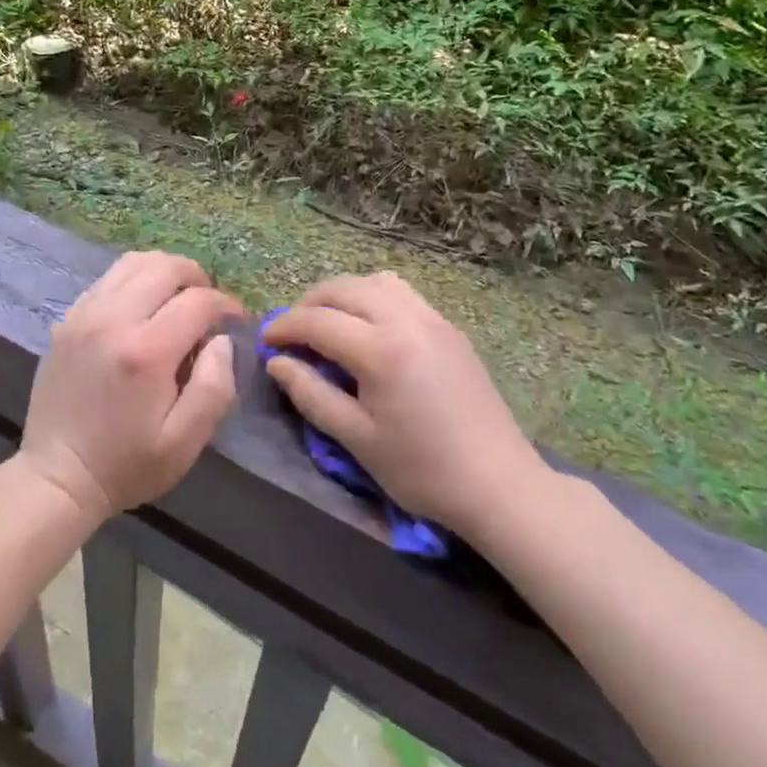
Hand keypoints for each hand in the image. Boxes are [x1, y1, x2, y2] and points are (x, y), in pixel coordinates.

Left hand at [19, 251, 240, 523]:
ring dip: (164, 271)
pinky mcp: (68, 318)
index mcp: (146, 351)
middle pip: (165, 267)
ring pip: (134, 262)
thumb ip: (214, 387)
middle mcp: (113, 319)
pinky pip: (108, 278)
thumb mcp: (184, 443)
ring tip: (178, 297)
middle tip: (208, 305)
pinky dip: (135, 280)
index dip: (226, 305)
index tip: (236, 320)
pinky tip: (143, 308)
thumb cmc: (126, 465)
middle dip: (197, 278)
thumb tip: (221, 340)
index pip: (198, 301)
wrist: (56, 476)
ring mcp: (85, 314)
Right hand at [263, 272, 549, 532]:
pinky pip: (402, 292)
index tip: (265, 342)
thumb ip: (311, 394)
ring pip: (374, 281)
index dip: (285, 327)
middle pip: (343, 288)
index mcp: (381, 349)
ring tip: (329, 322)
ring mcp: (433, 318)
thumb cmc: (422, 470)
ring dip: (343, 294)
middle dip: (309, 303)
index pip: (317, 321)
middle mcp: (406, 319)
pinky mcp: (449, 328)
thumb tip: (277, 363)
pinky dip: (374, 297)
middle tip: (291, 331)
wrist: (500, 486)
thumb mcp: (357, 439)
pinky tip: (369, 328)